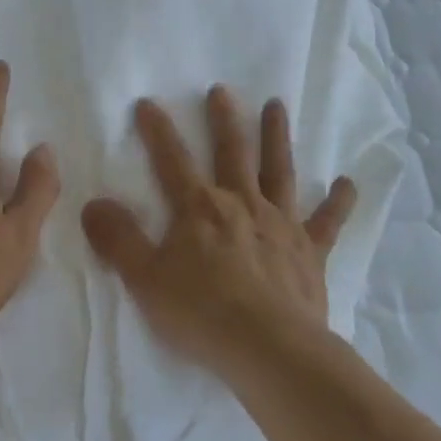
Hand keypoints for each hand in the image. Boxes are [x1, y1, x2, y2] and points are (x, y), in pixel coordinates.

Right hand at [81, 87, 356, 369]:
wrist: (269, 349)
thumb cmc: (202, 313)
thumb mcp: (145, 279)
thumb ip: (118, 239)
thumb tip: (93, 203)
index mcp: (199, 208)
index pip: (172, 160)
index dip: (158, 130)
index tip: (148, 103)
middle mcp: (241, 204)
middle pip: (232, 152)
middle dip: (224, 120)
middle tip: (222, 91)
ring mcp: (280, 225)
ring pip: (278, 171)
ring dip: (277, 137)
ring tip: (277, 106)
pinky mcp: (310, 252)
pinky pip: (327, 222)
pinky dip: (338, 202)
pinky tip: (348, 183)